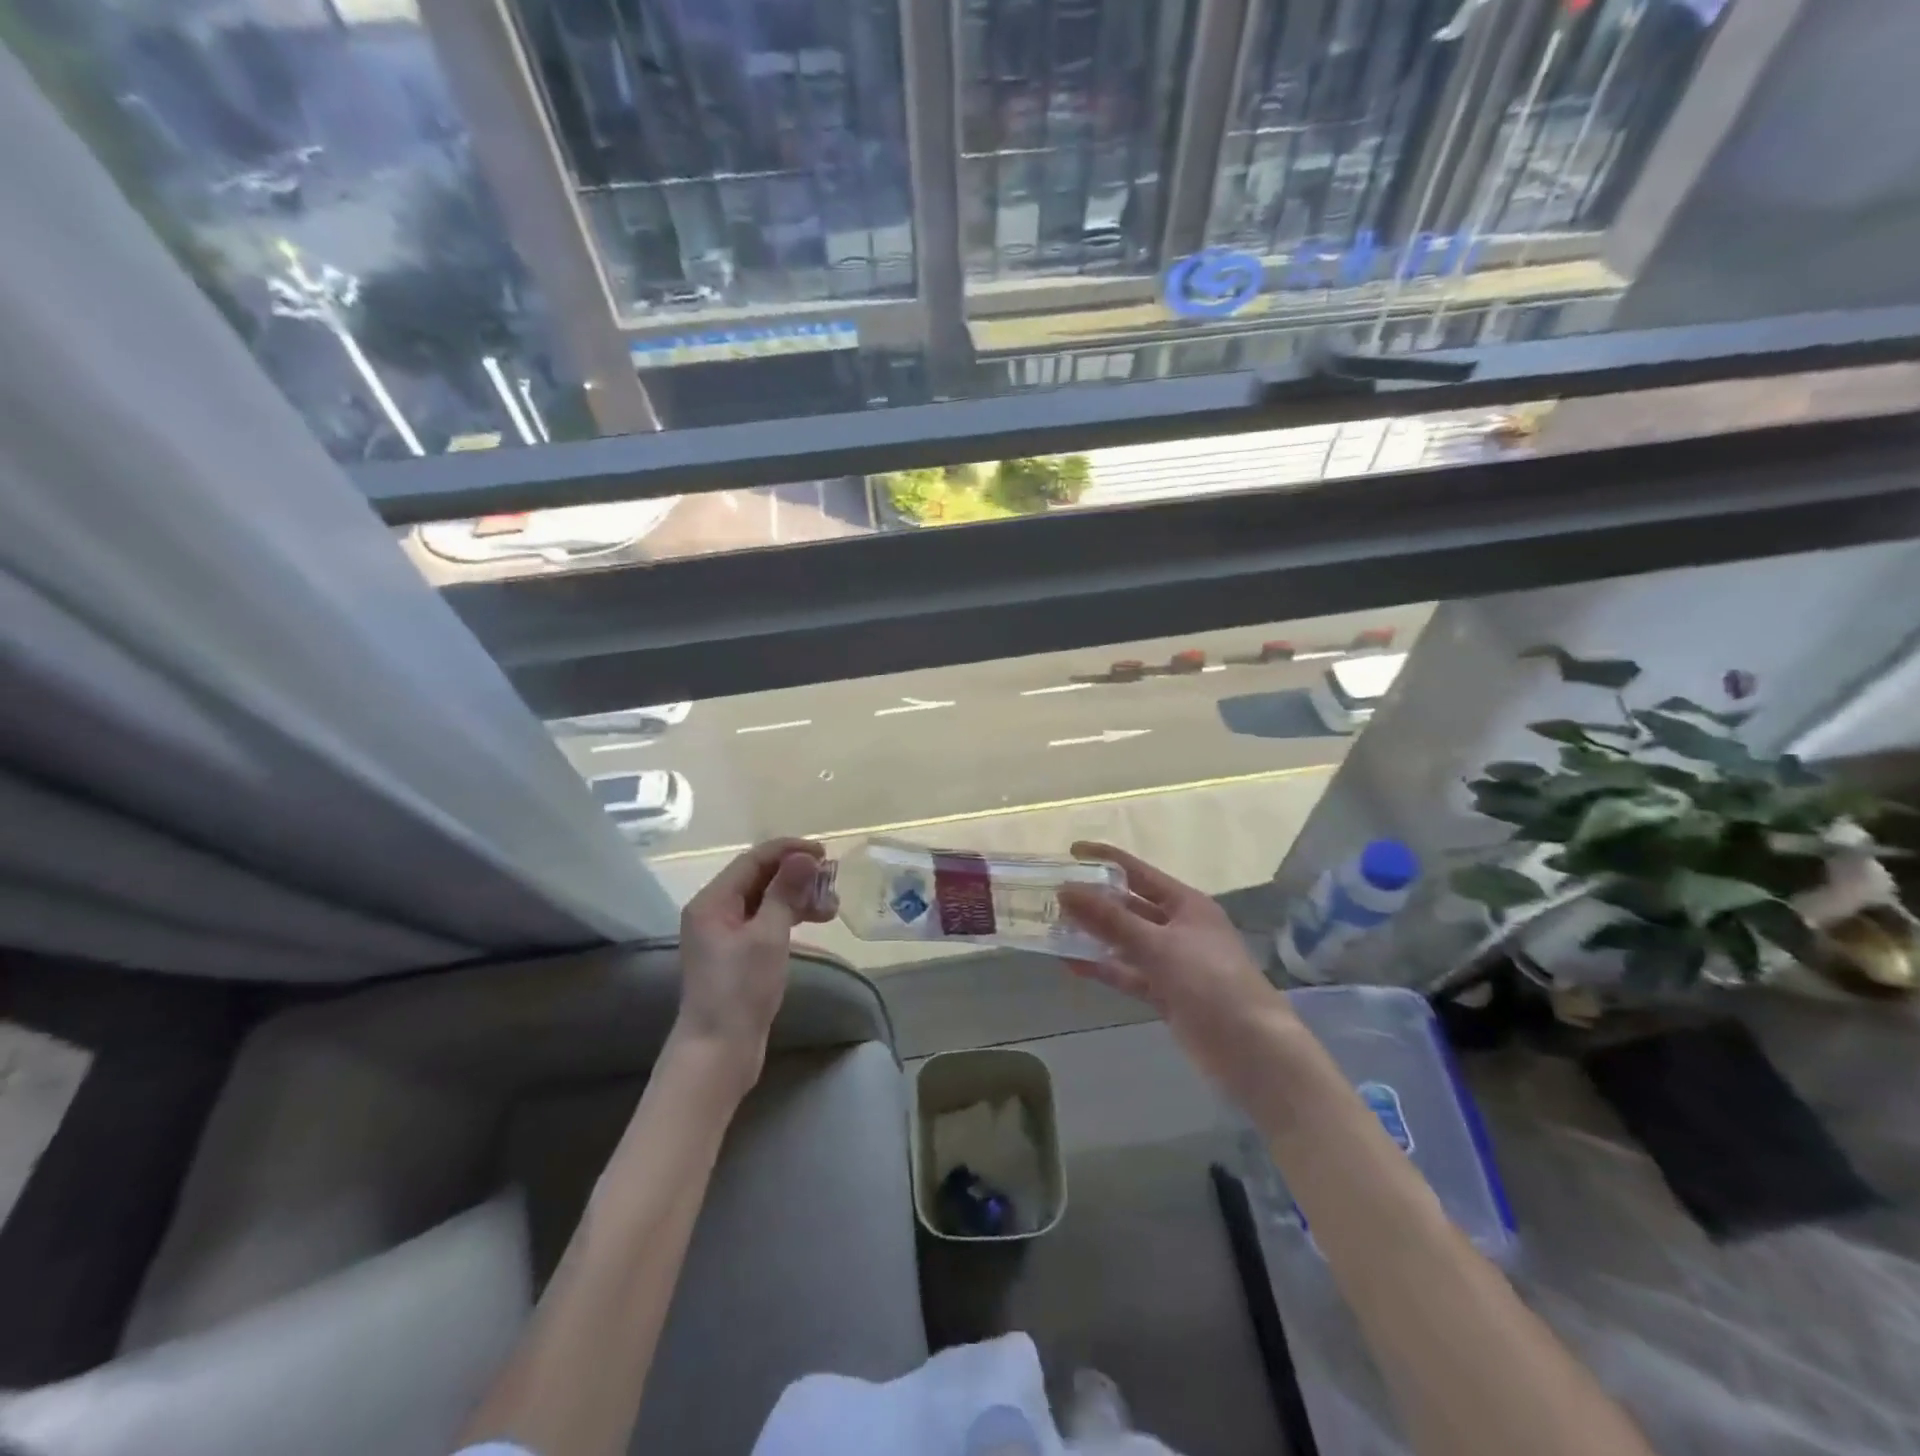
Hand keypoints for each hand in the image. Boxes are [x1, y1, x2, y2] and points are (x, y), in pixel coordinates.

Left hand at [676, 837, 835, 1094]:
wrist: (719, 1050)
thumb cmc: (741, 989)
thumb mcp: (768, 936)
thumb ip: (785, 892)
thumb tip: (803, 857)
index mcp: (712, 901)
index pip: (753, 860)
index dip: (789, 851)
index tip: (824, 853)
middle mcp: (714, 912)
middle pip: (759, 878)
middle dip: (797, 876)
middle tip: (832, 882)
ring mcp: (724, 934)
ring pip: (765, 901)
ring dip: (797, 897)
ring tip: (831, 907)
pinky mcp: (736, 954)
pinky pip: (765, 921)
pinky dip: (789, 917)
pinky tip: (812, 921)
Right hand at [1056, 842, 1299, 1101]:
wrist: (1251, 1050)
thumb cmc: (1210, 982)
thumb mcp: (1158, 944)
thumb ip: (1110, 919)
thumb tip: (1066, 889)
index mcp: (1186, 904)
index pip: (1138, 872)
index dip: (1106, 859)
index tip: (1071, 851)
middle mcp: (1179, 927)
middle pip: (1130, 907)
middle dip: (1095, 901)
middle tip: (1054, 895)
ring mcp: (1173, 962)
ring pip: (1126, 942)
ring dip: (1095, 936)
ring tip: (1055, 928)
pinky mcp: (1166, 993)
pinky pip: (1128, 973)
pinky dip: (1104, 968)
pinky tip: (1072, 964)